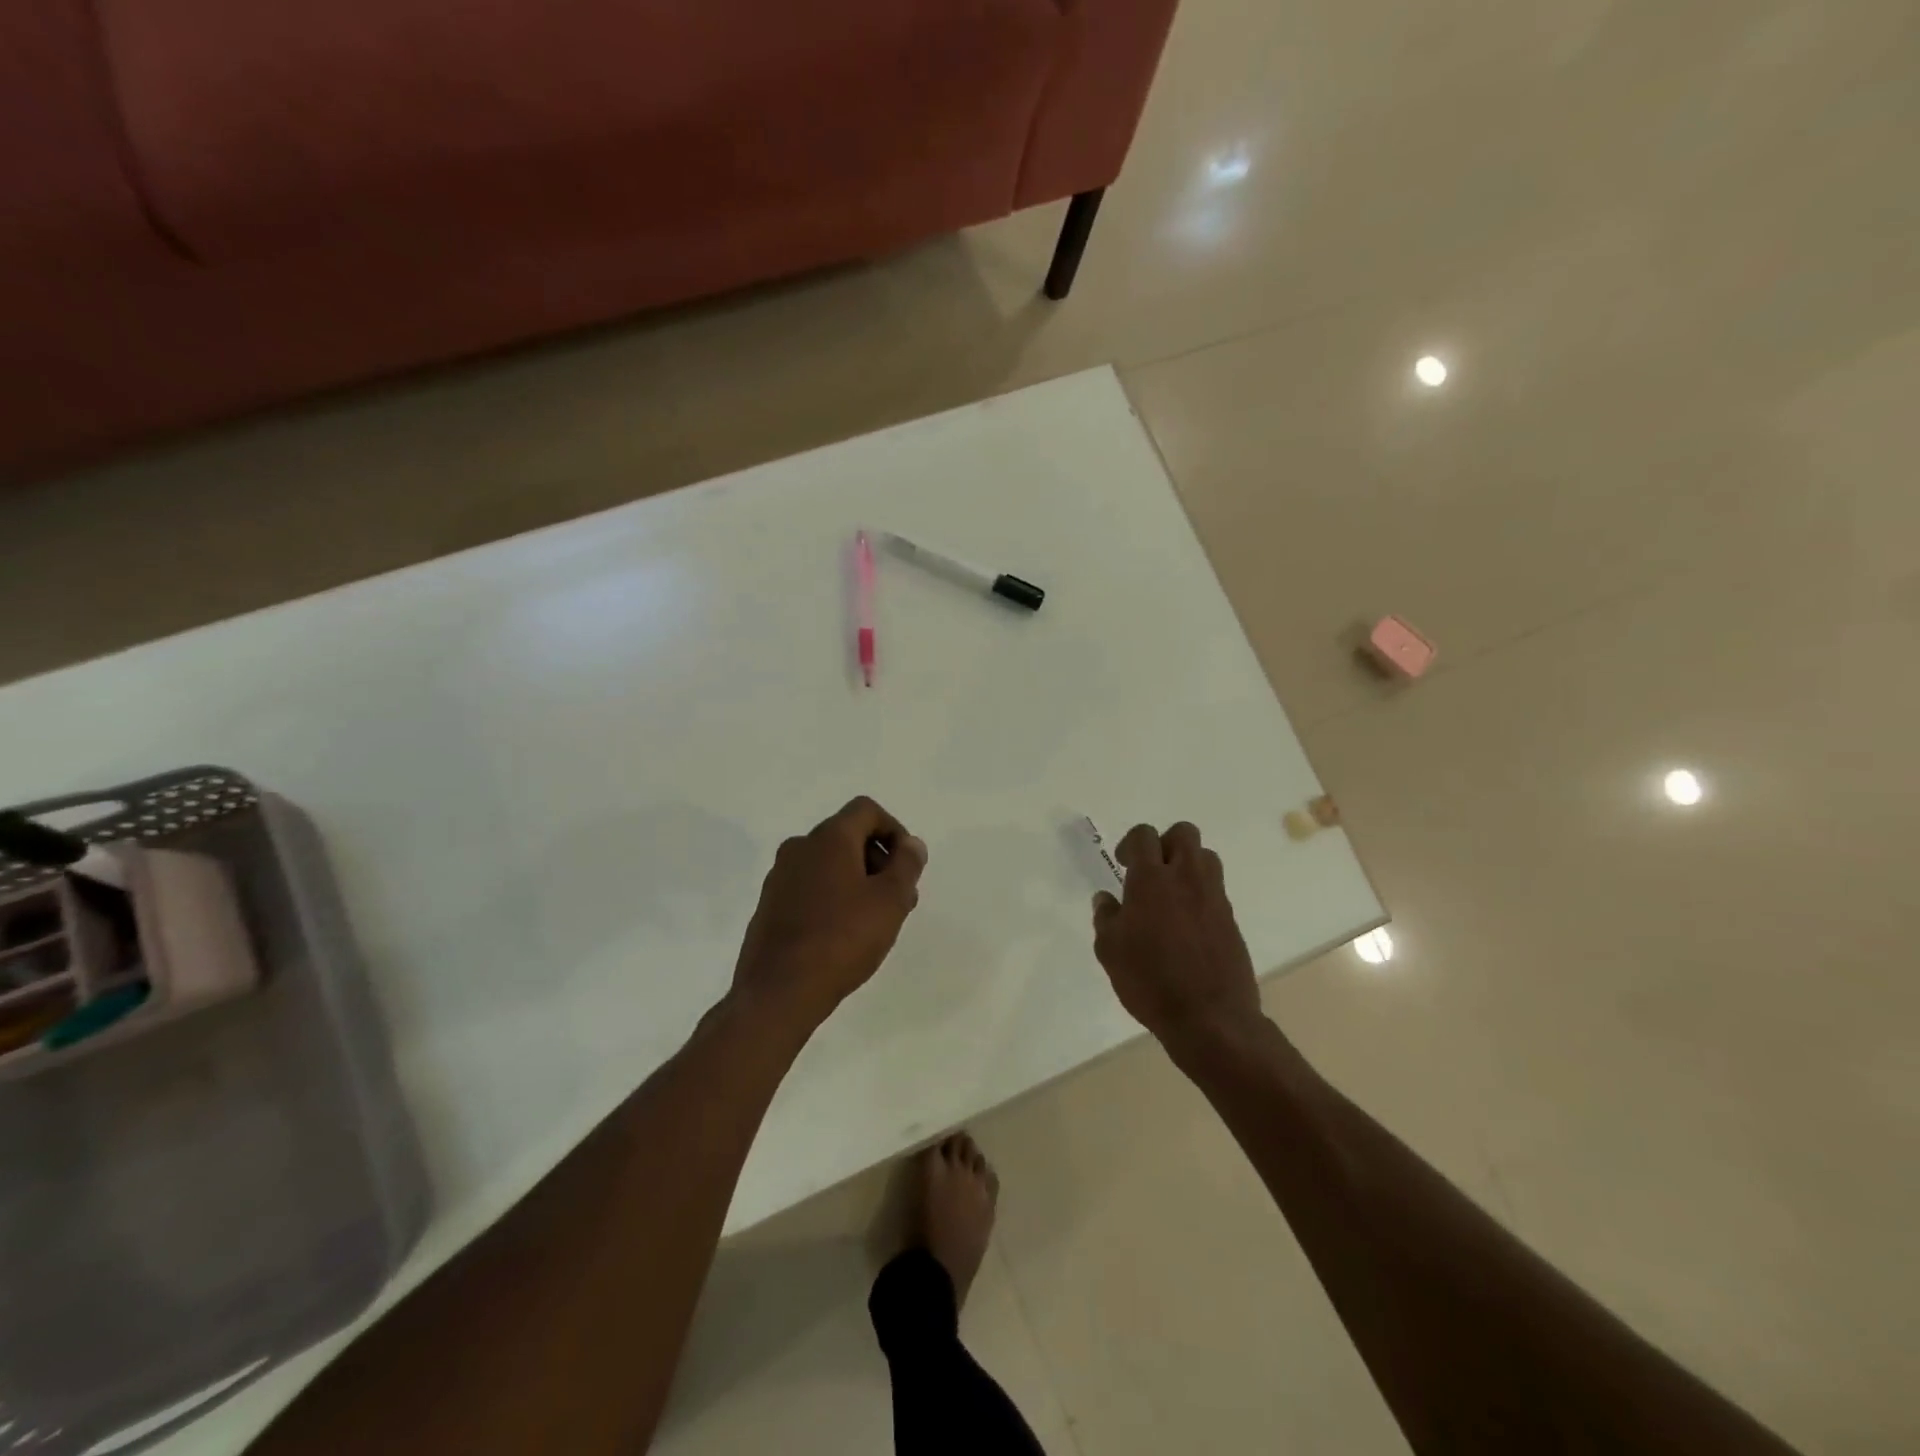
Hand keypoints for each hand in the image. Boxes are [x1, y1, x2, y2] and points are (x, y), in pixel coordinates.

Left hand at [732, 796, 927, 1032]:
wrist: (778, 991)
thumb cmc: (842, 939)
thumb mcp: (890, 901)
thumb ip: (906, 865)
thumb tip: (912, 844)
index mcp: (829, 838)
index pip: (866, 810)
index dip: (894, 830)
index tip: (907, 865)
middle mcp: (799, 848)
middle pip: (847, 836)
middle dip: (878, 859)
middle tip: (898, 897)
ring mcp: (779, 877)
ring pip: (828, 863)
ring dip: (856, 880)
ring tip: (874, 920)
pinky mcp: (769, 906)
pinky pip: (809, 887)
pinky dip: (832, 897)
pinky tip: (842, 934)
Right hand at [1092, 822, 1262, 1048]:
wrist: (1210, 1018)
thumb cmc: (1150, 981)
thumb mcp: (1110, 951)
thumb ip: (1106, 918)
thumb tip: (1106, 899)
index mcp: (1151, 880)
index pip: (1144, 836)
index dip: (1131, 844)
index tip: (1123, 865)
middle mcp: (1186, 878)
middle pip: (1183, 833)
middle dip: (1165, 843)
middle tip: (1150, 871)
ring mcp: (1214, 897)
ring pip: (1205, 857)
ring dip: (1187, 864)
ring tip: (1171, 894)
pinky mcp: (1231, 919)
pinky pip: (1215, 889)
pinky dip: (1200, 894)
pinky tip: (1186, 924)